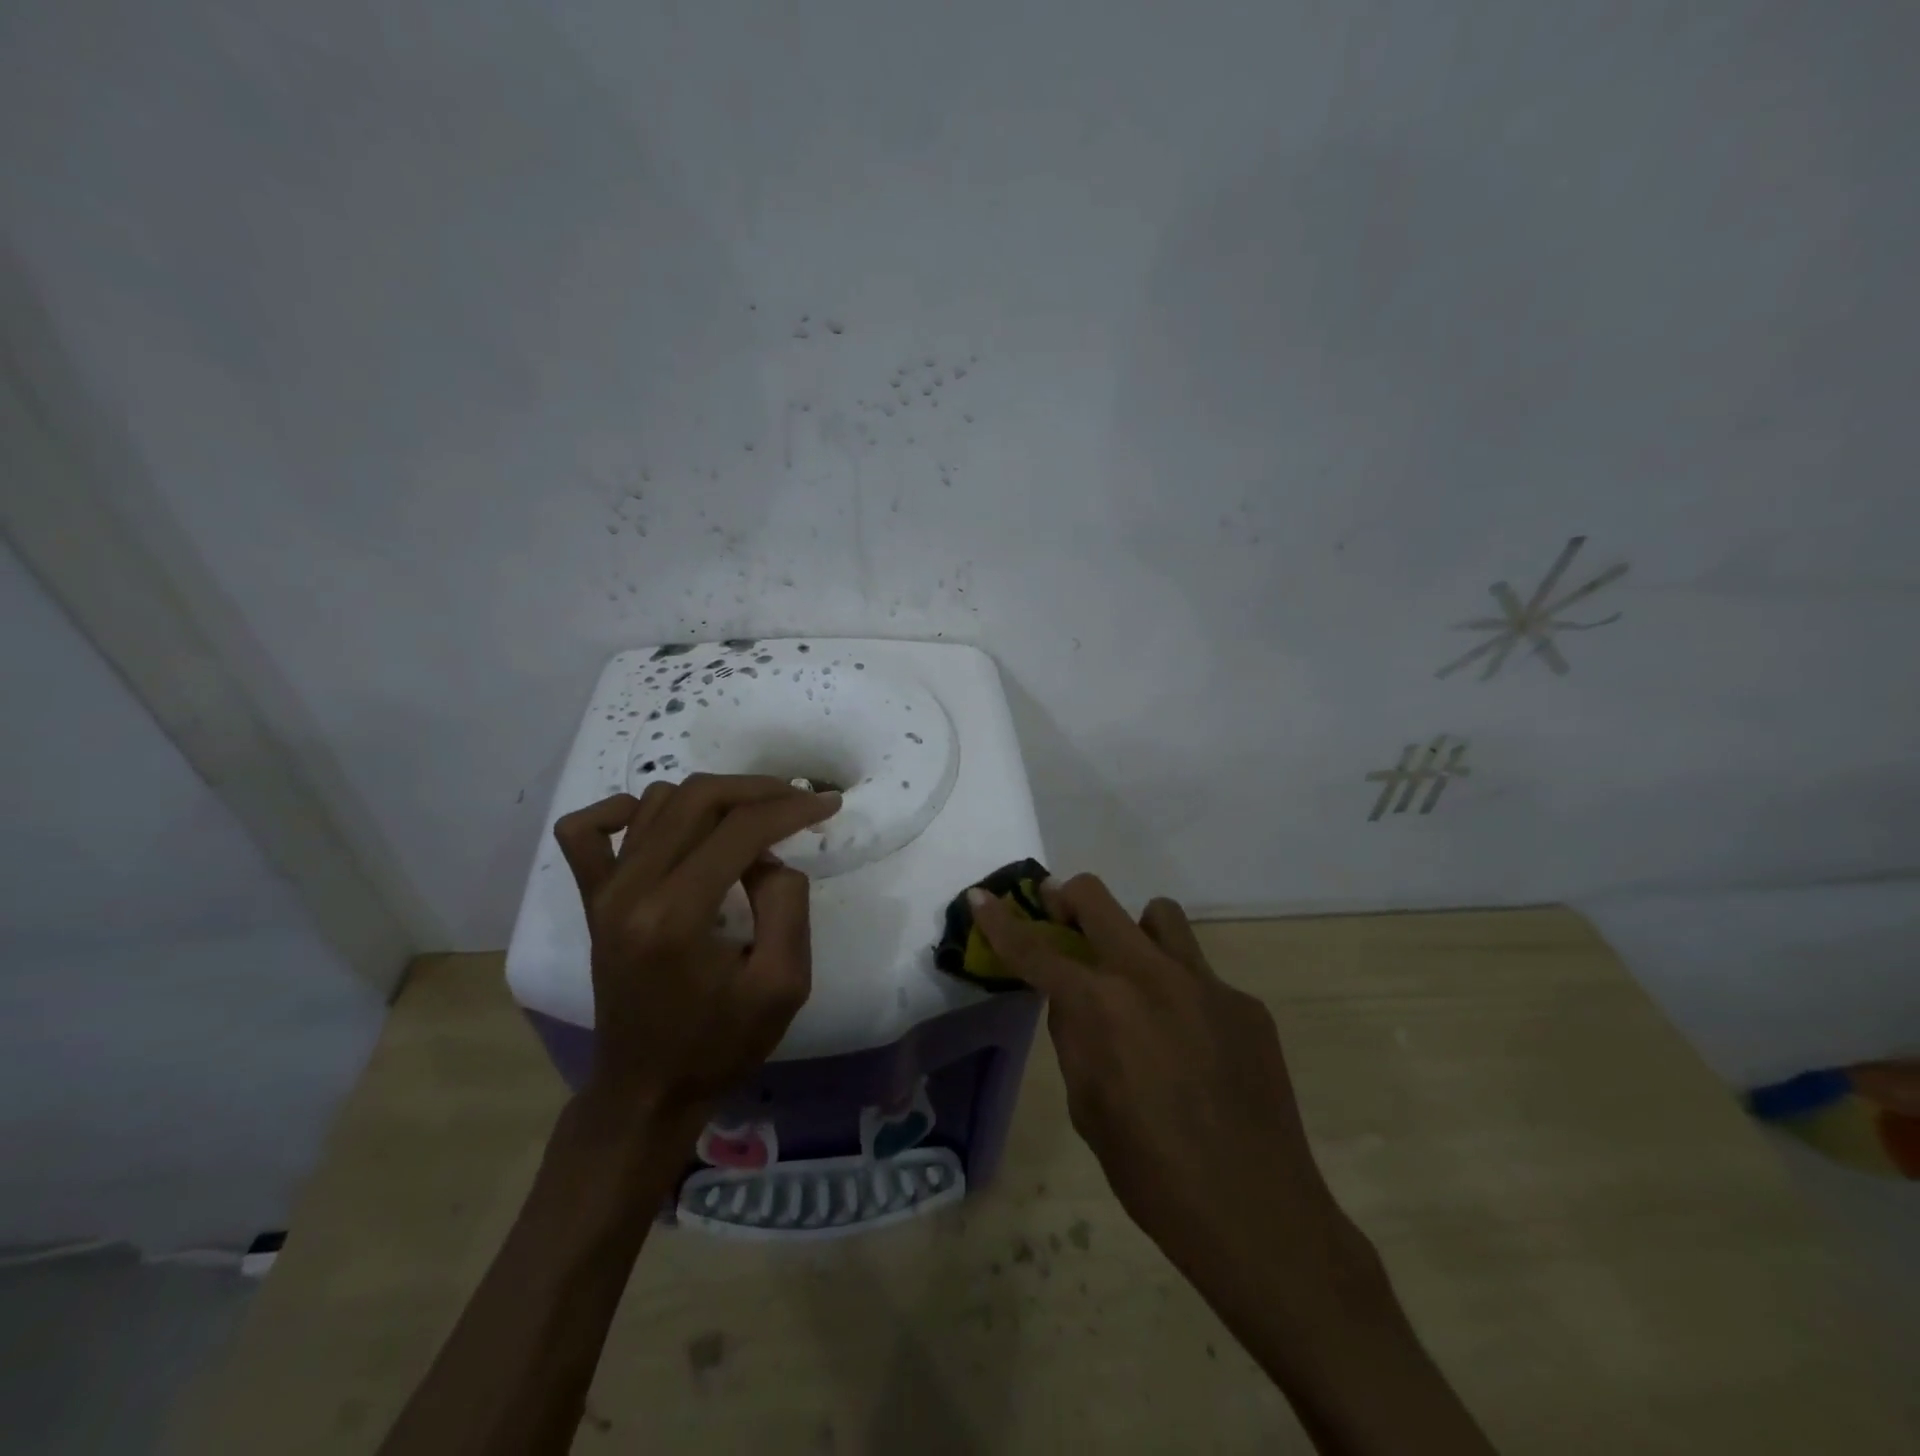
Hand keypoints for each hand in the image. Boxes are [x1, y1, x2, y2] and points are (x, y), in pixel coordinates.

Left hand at [554, 775, 839, 1126]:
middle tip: (799, 801)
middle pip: (699, 798)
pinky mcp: (591, 900)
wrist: (648, 1089)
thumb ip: (787, 904)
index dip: (792, 807)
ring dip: (713, 798)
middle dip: (759, 790)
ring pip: (657, 802)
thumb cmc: (720, 1044)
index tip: (828, 804)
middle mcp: (631, 890)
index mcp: (676, 916)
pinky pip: (586, 831)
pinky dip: (624, 810)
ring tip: (751, 821)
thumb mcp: (783, 984)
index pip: (740, 828)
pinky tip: (661, 822)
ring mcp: (604, 892)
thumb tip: (769, 855)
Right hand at [969, 875, 1346, 1277]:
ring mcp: (1206, 983)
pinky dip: (1182, 993)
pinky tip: (1193, 1046)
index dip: (1001, 922)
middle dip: (1067, 897)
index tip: (981, 896)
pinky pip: (1201, 976)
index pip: (1036, 951)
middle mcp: (1151, 976)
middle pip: (1098, 899)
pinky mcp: (1246, 1003)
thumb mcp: (1087, 1108)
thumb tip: (1074, 1001)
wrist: (1256, 1214)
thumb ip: (1075, 1038)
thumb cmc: (1152, 1174)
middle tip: (1060, 914)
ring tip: (1136, 977)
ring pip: (1160, 916)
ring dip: (1135, 933)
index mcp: (1102, 1008)